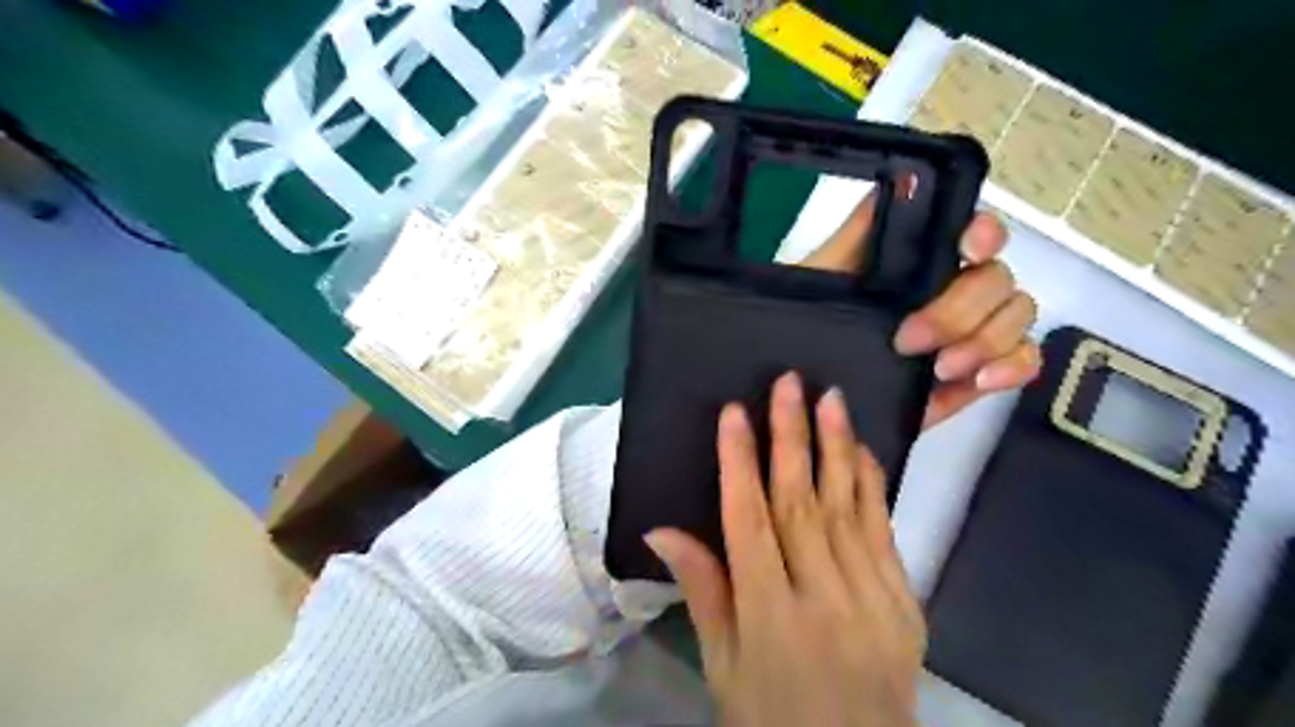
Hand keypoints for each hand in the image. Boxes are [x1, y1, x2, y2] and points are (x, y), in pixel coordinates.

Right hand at [647, 375, 918, 726]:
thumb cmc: (773, 715)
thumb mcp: (722, 665)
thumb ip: (702, 591)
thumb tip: (662, 530)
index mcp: (768, 615)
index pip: (748, 522)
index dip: (739, 462)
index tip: (735, 413)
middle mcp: (821, 598)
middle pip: (800, 503)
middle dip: (792, 436)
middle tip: (789, 384)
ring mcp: (871, 598)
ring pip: (847, 507)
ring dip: (837, 447)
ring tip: (831, 398)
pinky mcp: (905, 601)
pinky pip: (884, 531)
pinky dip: (871, 486)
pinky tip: (863, 449)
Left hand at [800, 196, 1038, 426]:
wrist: (808, 385)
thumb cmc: (812, 321)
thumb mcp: (822, 273)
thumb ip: (861, 229)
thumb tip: (907, 175)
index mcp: (923, 259)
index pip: (975, 230)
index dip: (984, 234)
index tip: (968, 250)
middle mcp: (956, 287)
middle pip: (998, 279)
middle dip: (959, 310)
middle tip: (910, 341)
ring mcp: (973, 330)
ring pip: (1017, 316)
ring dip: (985, 340)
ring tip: (939, 368)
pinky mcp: (978, 372)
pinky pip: (1024, 360)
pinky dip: (1013, 367)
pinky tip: (979, 380)